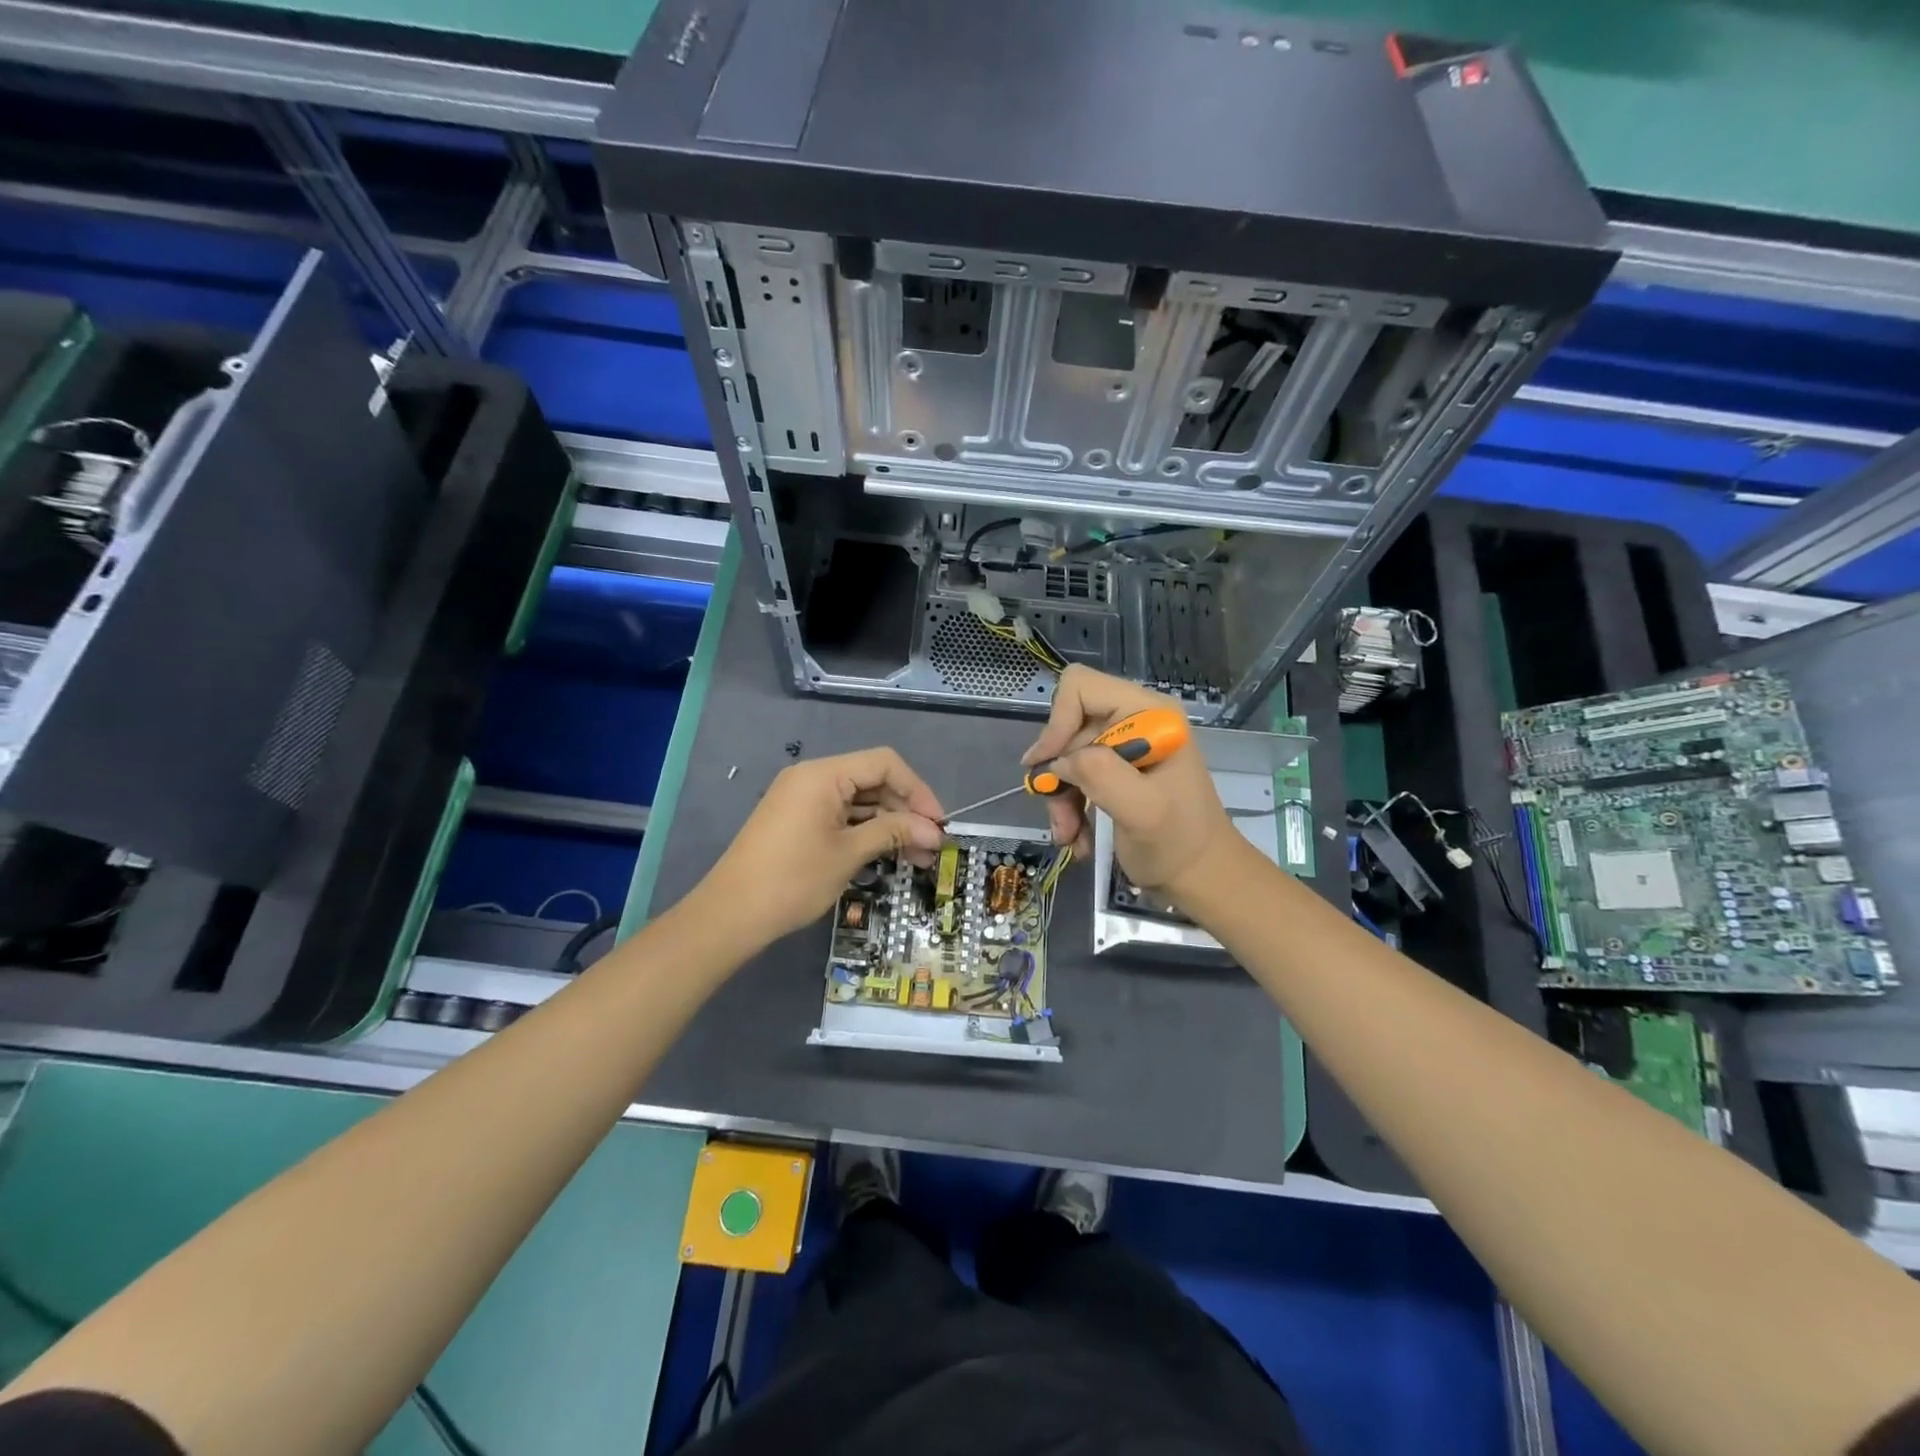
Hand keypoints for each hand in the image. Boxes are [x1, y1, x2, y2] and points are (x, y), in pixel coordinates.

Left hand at [698, 748, 944, 945]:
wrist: (730, 915)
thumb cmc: (792, 880)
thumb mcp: (848, 854)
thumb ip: (893, 833)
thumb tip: (934, 831)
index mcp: (823, 775)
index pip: (884, 764)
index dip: (917, 790)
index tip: (938, 823)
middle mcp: (812, 777)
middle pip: (872, 780)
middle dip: (905, 812)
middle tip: (929, 847)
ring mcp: (802, 798)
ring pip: (858, 800)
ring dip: (888, 824)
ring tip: (915, 858)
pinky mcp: (797, 820)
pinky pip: (840, 815)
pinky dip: (864, 831)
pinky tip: (885, 854)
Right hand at [1024, 666, 1235, 897]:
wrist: (1202, 877)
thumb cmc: (1179, 843)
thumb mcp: (1142, 810)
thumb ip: (1101, 774)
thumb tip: (1060, 762)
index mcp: (1149, 714)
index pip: (1081, 687)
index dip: (1058, 722)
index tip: (1050, 766)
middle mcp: (1134, 720)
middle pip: (1069, 726)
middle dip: (1059, 773)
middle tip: (1060, 817)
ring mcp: (1124, 745)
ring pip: (1066, 755)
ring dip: (1060, 796)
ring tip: (1068, 834)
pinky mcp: (1116, 769)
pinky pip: (1074, 775)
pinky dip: (1069, 806)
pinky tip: (1077, 837)